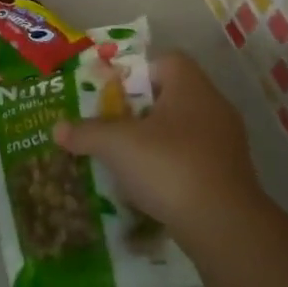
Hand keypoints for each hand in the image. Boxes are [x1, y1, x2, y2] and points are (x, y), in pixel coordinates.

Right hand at [52, 52, 258, 242]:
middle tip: (111, 124)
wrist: (224, 226)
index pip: (167, 61)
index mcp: (192, 87)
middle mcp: (214, 107)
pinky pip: (193, 159)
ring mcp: (227, 143)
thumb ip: (86, 132)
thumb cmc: (169, 166)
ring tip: (125, 157)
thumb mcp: (116, 145)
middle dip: (139, 109)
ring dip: (154, 140)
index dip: (137, 71)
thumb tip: (57, 128)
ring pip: (182, 129)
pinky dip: (170, 166)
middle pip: (172, 96)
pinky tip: (148, 184)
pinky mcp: (230, 175)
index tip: (112, 92)